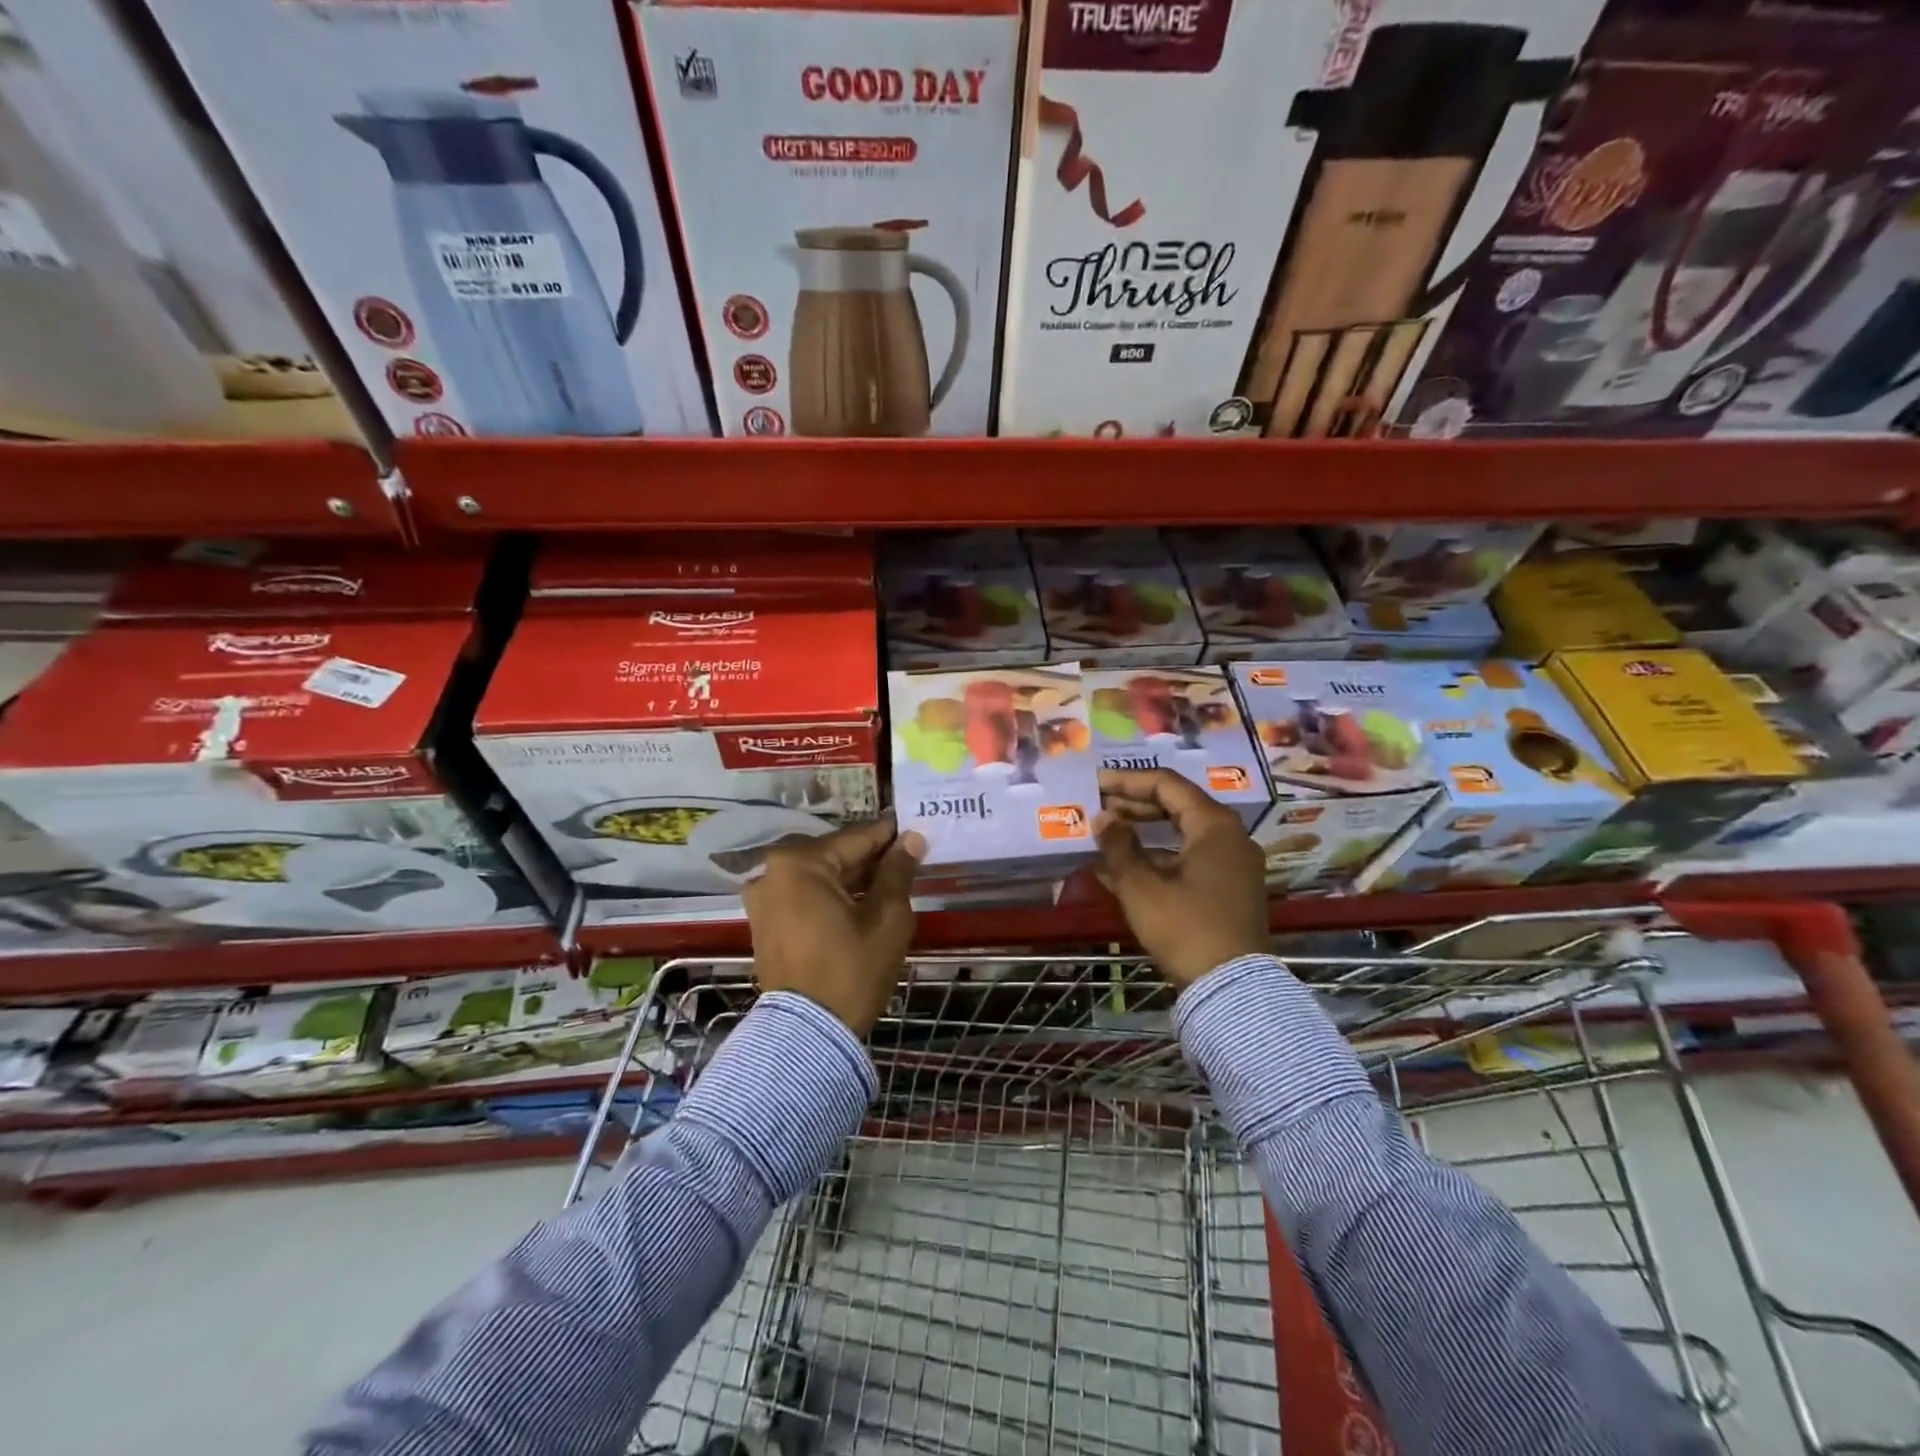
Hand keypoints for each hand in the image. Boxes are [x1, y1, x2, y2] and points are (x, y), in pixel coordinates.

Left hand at [743, 816, 924, 1034]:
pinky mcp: (763, 923)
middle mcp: (772, 872)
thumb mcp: (886, 918)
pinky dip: (830, 896)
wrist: (807, 1035)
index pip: (857, 838)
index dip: (890, 835)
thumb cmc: (851, 970)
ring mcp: (763, 898)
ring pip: (819, 876)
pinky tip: (860, 905)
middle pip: (835, 855)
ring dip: (851, 879)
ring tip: (889, 885)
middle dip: (871, 859)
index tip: (916, 830)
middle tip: (908, 861)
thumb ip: (898, 872)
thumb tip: (911, 839)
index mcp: (800, 863)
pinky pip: (803, 896)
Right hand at [1095, 768, 1268, 987]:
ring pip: (1180, 835)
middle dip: (1133, 807)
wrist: (1231, 989)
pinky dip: (1156, 859)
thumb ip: (1118, 846)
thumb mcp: (1142, 886)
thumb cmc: (1185, 927)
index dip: (1127, 781)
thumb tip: (1102, 818)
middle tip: (1097, 808)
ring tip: (1102, 838)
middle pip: (1176, 807)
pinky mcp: (1227, 890)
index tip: (1095, 784)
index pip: (1166, 785)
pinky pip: (1188, 860)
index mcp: (1214, 825)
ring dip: (1141, 835)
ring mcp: (1232, 865)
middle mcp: (1229, 837)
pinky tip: (1120, 870)